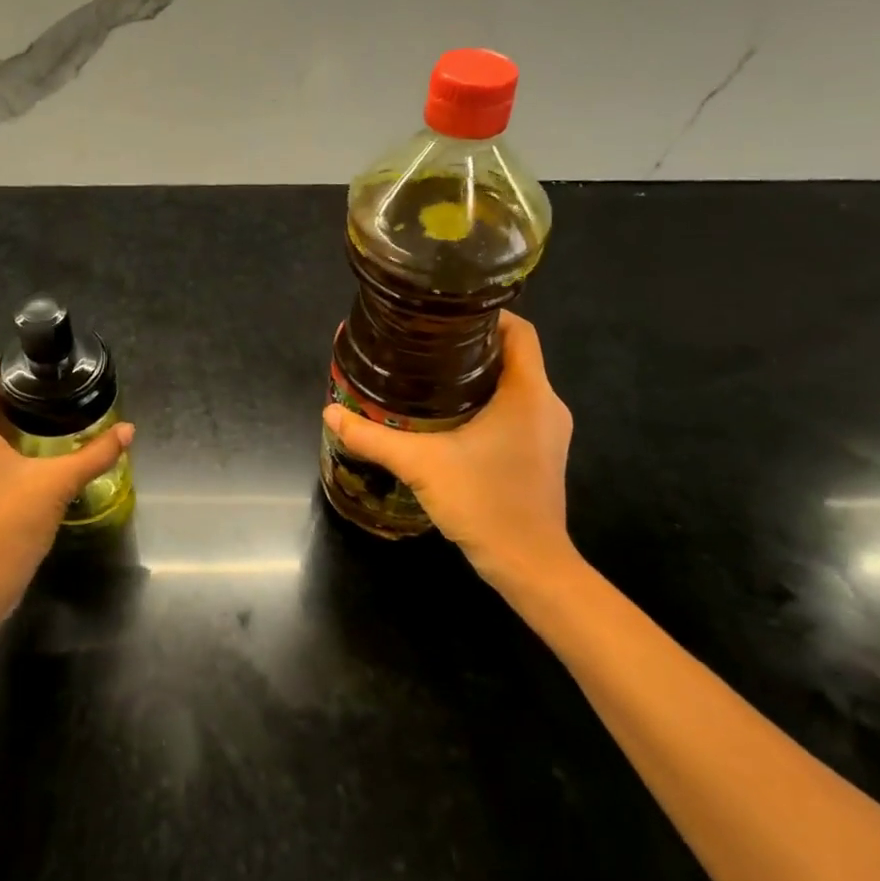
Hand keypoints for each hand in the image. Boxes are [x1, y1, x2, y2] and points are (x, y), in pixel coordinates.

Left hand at [0, 364, 133, 620]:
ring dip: (7, 430)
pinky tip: (27, 461)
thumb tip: (129, 430)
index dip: (14, 371)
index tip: (46, 371)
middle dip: (17, 403)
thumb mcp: (58, 482)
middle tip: (57, 400)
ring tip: (48, 427)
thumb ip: (95, 453)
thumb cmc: (10, 521)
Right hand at [322, 312, 580, 597]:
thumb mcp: (421, 465)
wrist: (530, 566)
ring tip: (430, 376)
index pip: (520, 331)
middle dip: (472, 346)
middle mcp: (547, 405)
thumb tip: (330, 412)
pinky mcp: (542, 454)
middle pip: (514, 356)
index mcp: (529, 392)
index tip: (444, 316)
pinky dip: (488, 404)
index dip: (486, 314)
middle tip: (424, 344)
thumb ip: (373, 437)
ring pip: (515, 386)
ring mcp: (549, 432)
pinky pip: (517, 412)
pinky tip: (450, 418)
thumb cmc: (485, 502)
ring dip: (479, 377)